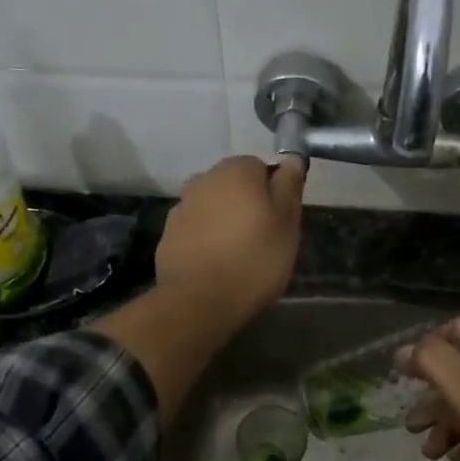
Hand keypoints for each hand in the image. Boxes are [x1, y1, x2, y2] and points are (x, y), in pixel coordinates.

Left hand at [154, 155, 305, 323]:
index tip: (280, 221)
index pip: (261, 167)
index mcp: (236, 170)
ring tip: (237, 254)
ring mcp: (181, 206)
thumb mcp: (287, 223)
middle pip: (233, 185)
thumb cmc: (254, 259)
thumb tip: (292, 159)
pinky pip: (195, 229)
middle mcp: (203, 179)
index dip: (273, 192)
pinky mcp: (167, 235)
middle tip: (263, 239)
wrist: (199, 301)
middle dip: (247, 204)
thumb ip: (289, 186)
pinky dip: (205, 239)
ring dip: (224, 221)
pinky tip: (214, 263)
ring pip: (212, 207)